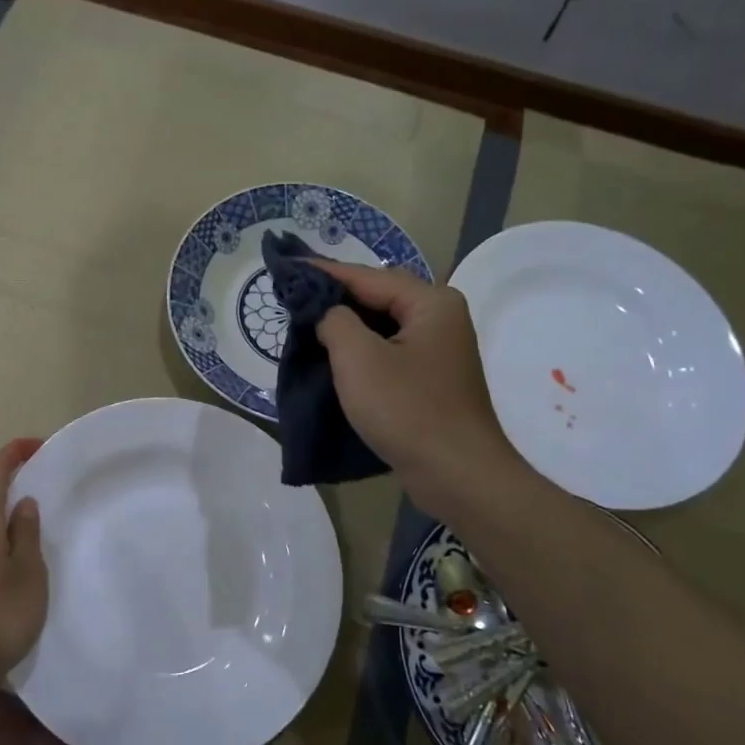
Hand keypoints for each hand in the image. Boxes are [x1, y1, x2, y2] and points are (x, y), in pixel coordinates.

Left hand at [0, 438, 48, 688]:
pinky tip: (20, 557)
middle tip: (47, 483)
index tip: (38, 445)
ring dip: (8, 512)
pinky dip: (1, 535)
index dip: (13, 451)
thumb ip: (26, 533)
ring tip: (40, 522)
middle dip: (14, 481)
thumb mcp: (28, 572)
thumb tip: (22, 502)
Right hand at [308, 260, 529, 518]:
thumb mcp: (358, 359)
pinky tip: (334, 357)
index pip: (367, 276)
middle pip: (378, 297)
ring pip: (383, 326)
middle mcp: (440, 317)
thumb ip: (334, 321)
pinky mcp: (432, 379)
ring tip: (306, 324)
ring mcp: (439, 350)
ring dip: (347, 326)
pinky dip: (361, 350)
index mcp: (430, 302)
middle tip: (293, 296)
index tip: (287, 268)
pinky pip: (389, 351)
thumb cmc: (407, 410)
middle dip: (335, 297)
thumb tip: (327, 315)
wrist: (457, 475)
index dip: (323, 273)